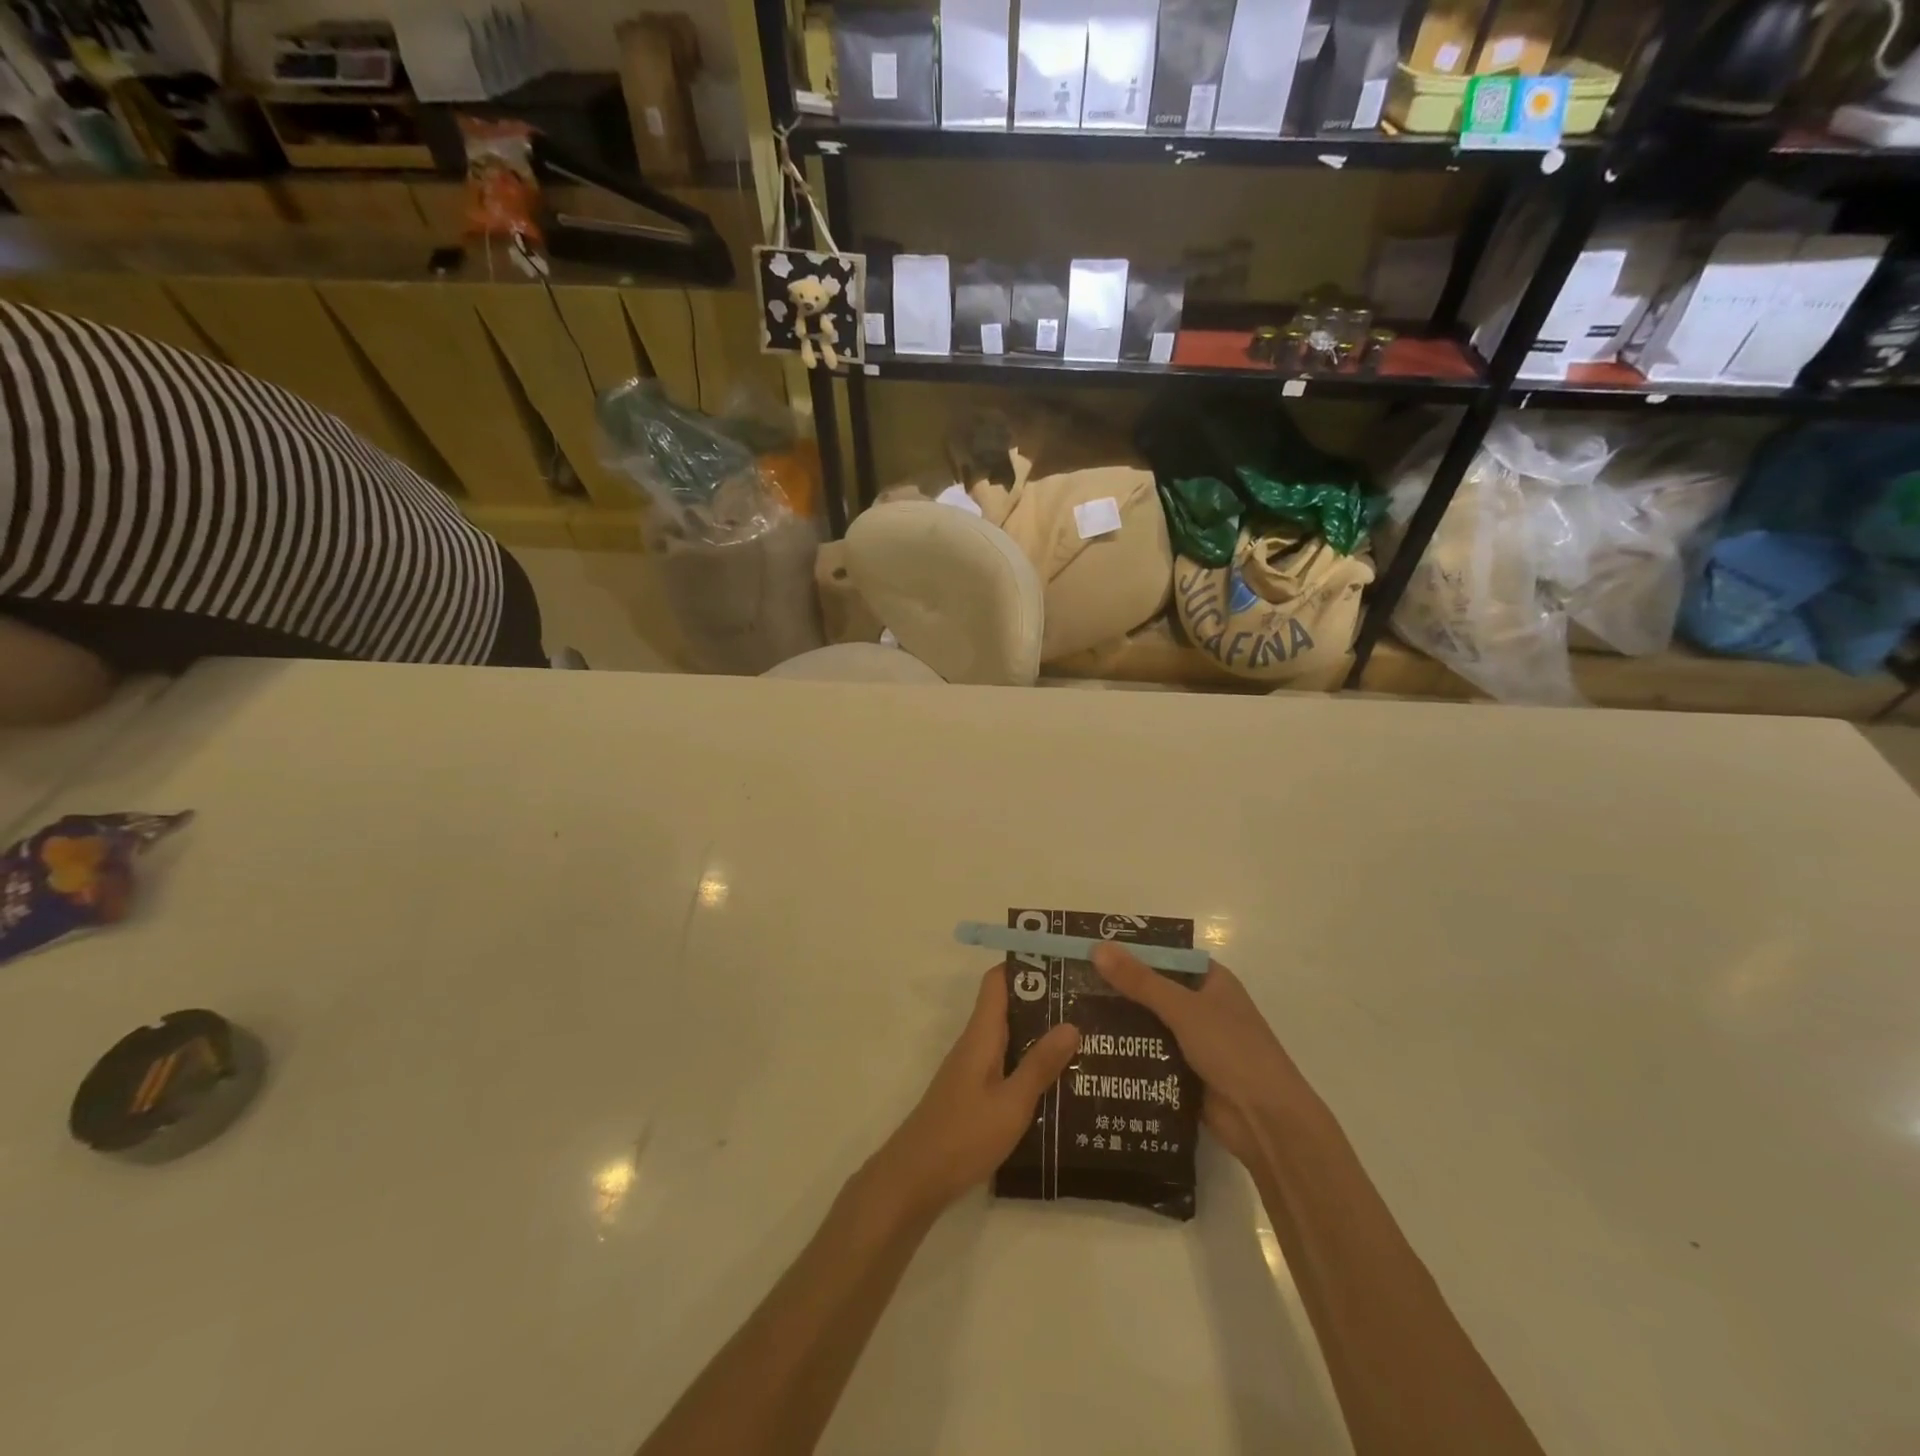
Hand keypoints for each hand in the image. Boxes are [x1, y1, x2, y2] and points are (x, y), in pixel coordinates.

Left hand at [868, 966, 1079, 1217]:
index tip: (1062, 962)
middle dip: (1044, 1001)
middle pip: (1008, 1007)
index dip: (1026, 965)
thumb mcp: (1012, 1103)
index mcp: (981, 1035)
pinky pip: (1005, 1063)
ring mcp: (972, 1069)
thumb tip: (1071, 1023)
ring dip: (1040, 1034)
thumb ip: (1040, 1065)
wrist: (915, 1178)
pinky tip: (1058, 1080)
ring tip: (1084, 1038)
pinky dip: (1029, 1062)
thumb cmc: (964, 1135)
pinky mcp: (973, 1093)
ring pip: (1009, 1037)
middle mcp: (974, 1044)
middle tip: (1087, 1002)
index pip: (998, 982)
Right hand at [1090, 945, 1321, 1167]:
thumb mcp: (1183, 1009)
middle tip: (1071, 984)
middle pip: (1153, 990)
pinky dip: (1128, 1054)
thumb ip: (1140, 981)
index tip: (1091, 950)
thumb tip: (1097, 948)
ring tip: (1072, 1016)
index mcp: (1211, 981)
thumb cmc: (1232, 1050)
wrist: (1266, 1122)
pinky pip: (1150, 1056)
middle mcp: (1203, 1007)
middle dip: (1118, 989)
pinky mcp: (1186, 1074)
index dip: (1130, 951)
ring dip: (1119, 1024)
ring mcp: (1195, 1042)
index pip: (1165, 956)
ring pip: (1149, 1025)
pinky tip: (1092, 1052)